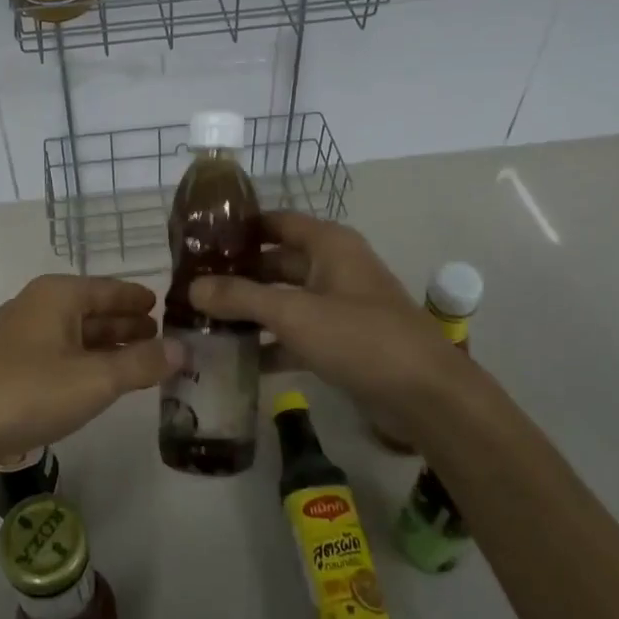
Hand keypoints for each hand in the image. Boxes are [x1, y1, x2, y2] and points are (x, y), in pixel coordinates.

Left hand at [0, 274, 185, 489]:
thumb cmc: (25, 394)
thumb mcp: (93, 381)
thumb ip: (141, 364)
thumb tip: (183, 349)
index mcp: (57, 295)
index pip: (110, 289)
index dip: (139, 299)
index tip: (166, 307)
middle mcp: (36, 305)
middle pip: (92, 310)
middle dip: (126, 324)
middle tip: (162, 339)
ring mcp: (16, 336)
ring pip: (73, 335)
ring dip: (105, 347)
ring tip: (137, 362)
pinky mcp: (4, 367)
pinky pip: (56, 355)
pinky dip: (82, 364)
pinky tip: (94, 383)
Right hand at [189, 213, 460, 423]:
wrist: (427, 396)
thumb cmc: (360, 337)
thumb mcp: (294, 314)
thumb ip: (240, 297)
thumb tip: (192, 288)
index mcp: (328, 244)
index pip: (274, 222)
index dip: (238, 228)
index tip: (197, 241)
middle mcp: (333, 267)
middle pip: (275, 262)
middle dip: (237, 275)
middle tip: (191, 287)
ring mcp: (339, 305)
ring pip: (284, 300)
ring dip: (250, 311)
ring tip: (203, 322)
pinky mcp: (342, 341)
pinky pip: (297, 333)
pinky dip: (270, 342)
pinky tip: (236, 359)